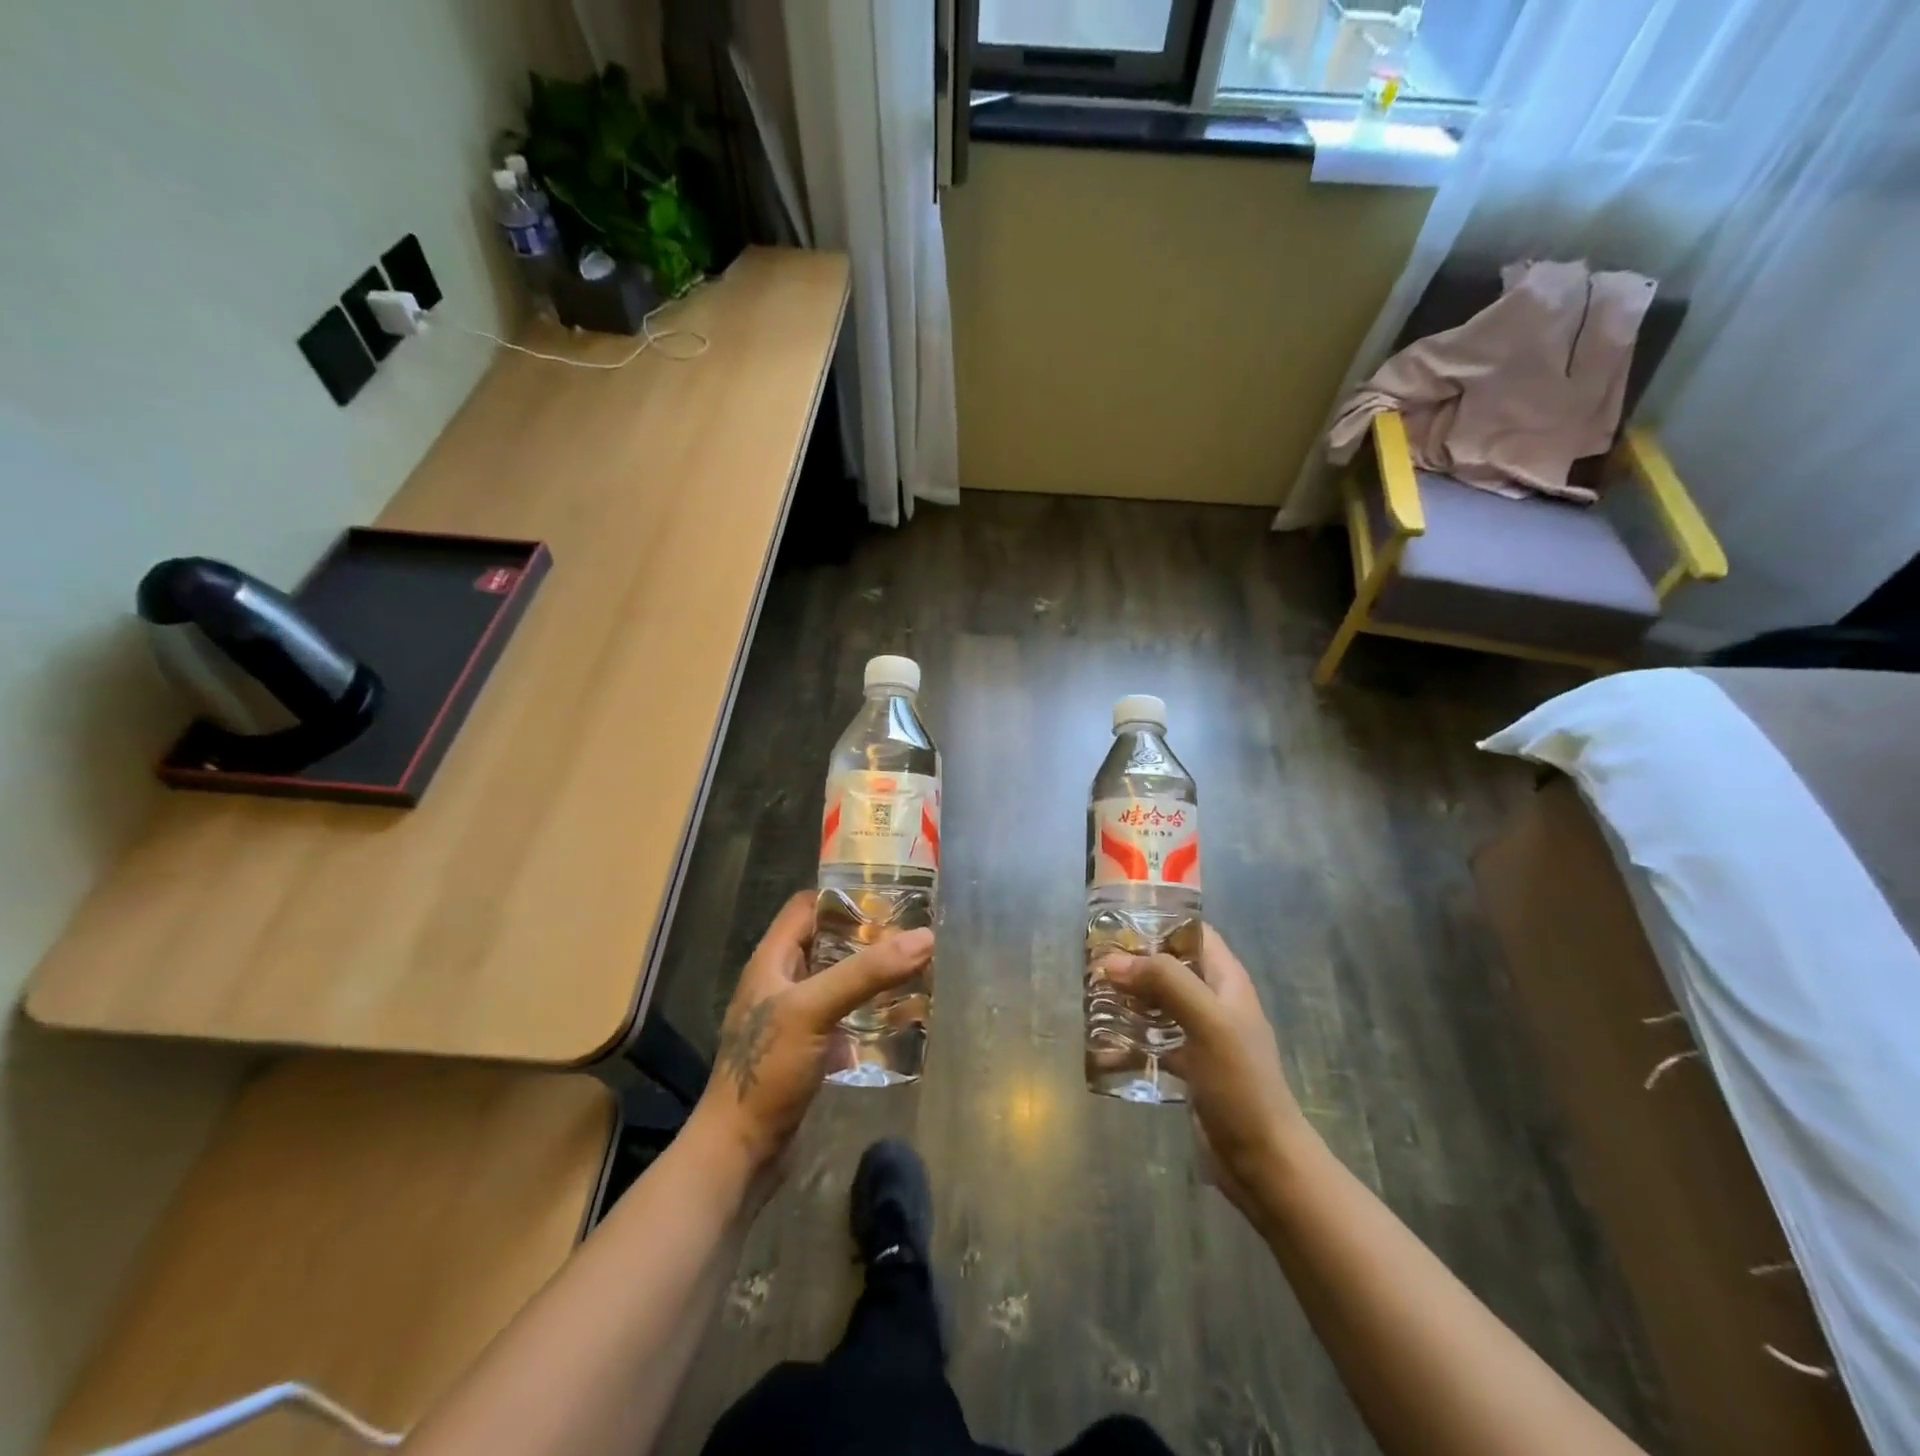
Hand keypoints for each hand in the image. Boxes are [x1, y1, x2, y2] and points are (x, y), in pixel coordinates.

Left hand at [693, 892, 933, 1174]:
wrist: (740, 1152)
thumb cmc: (768, 1069)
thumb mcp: (814, 1009)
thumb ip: (867, 973)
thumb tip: (925, 937)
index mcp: (772, 960)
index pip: (806, 907)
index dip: (843, 897)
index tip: (888, 896)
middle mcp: (781, 982)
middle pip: (827, 942)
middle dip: (867, 936)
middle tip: (912, 935)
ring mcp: (794, 1018)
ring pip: (838, 981)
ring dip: (871, 976)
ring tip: (915, 970)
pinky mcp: (808, 1049)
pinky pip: (843, 1017)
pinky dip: (869, 1012)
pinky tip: (900, 1016)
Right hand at [1104, 926, 1311, 1215]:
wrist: (1263, 1161)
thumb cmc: (1240, 1082)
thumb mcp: (1207, 1022)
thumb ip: (1164, 982)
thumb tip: (1111, 962)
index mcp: (1226, 980)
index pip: (1192, 933)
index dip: (1159, 922)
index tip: (1116, 923)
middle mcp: (1213, 1001)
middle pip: (1168, 968)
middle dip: (1132, 965)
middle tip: (1092, 965)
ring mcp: (1201, 1036)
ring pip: (1157, 1005)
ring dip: (1126, 1002)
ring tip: (1089, 1001)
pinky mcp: (1189, 1068)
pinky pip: (1152, 1045)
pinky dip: (1129, 1045)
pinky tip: (1100, 1052)